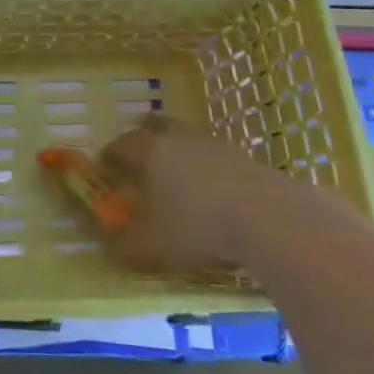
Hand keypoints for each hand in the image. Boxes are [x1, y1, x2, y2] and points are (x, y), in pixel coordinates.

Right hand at [98, 115, 267, 273]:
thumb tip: (108, 246)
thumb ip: (124, 246)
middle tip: (140, 160)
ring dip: (178, 152)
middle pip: (154, 127)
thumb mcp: (152, 247)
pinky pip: (214, 155)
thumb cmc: (197, 226)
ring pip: (186, 138)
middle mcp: (177, 138)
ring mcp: (213, 143)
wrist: (268, 218)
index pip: (120, 145)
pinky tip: (213, 192)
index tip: (105, 169)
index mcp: (149, 152)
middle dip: (143, 139)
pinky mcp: (243, 156)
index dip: (109, 156)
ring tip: (178, 179)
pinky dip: (207, 168)